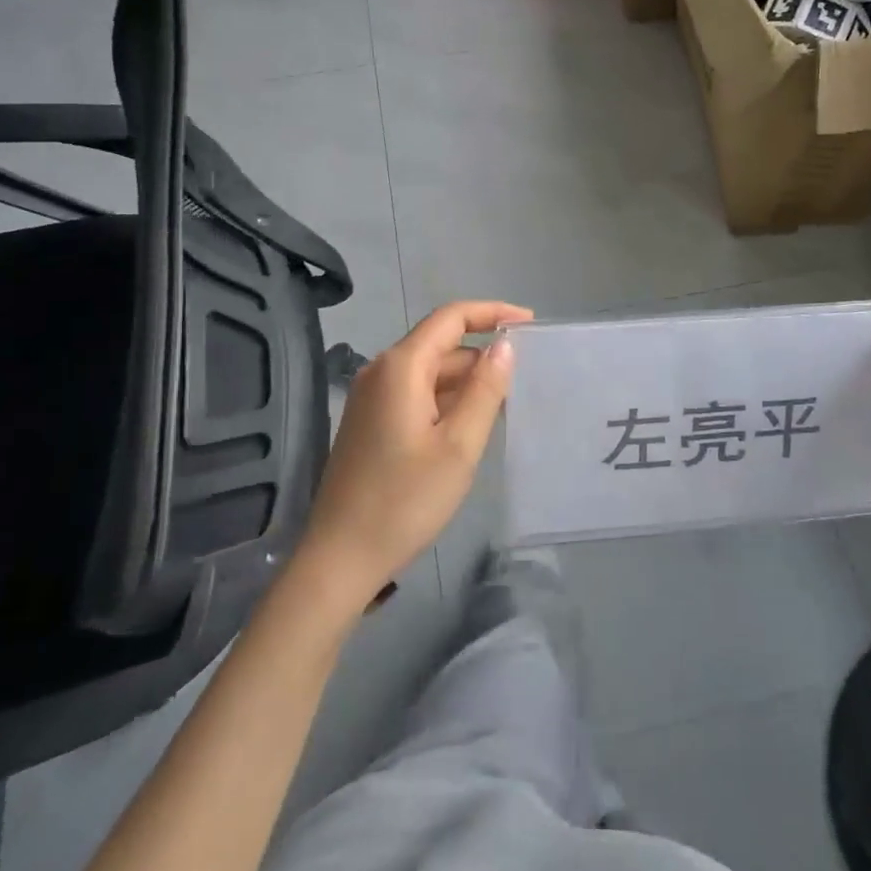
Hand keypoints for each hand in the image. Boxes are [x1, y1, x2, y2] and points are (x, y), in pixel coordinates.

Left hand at [295, 301, 528, 611]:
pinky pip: (416, 394)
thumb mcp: (459, 445)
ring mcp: (371, 398)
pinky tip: (471, 424)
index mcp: (401, 367)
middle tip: (526, 375)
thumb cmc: (405, 501)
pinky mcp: (370, 422)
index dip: (492, 312)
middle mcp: (381, 372)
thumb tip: (504, 346)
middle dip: (483, 354)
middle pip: (440, 344)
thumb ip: (485, 390)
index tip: (530, 323)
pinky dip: (446, 399)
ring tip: (507, 402)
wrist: (340, 558)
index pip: (451, 318)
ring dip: (466, 380)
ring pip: (429, 372)